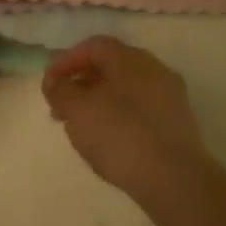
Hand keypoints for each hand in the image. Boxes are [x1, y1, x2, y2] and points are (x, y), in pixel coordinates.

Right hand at [43, 36, 212, 195]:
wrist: (174, 179)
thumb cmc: (119, 135)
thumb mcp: (77, 109)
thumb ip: (60, 90)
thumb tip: (56, 82)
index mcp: (129, 58)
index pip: (92, 47)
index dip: (65, 61)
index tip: (48, 85)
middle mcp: (153, 69)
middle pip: (109, 67)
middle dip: (80, 84)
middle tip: (59, 109)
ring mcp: (169, 96)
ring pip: (124, 90)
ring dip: (98, 102)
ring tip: (80, 127)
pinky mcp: (178, 123)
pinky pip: (140, 109)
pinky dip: (118, 116)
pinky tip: (108, 139)